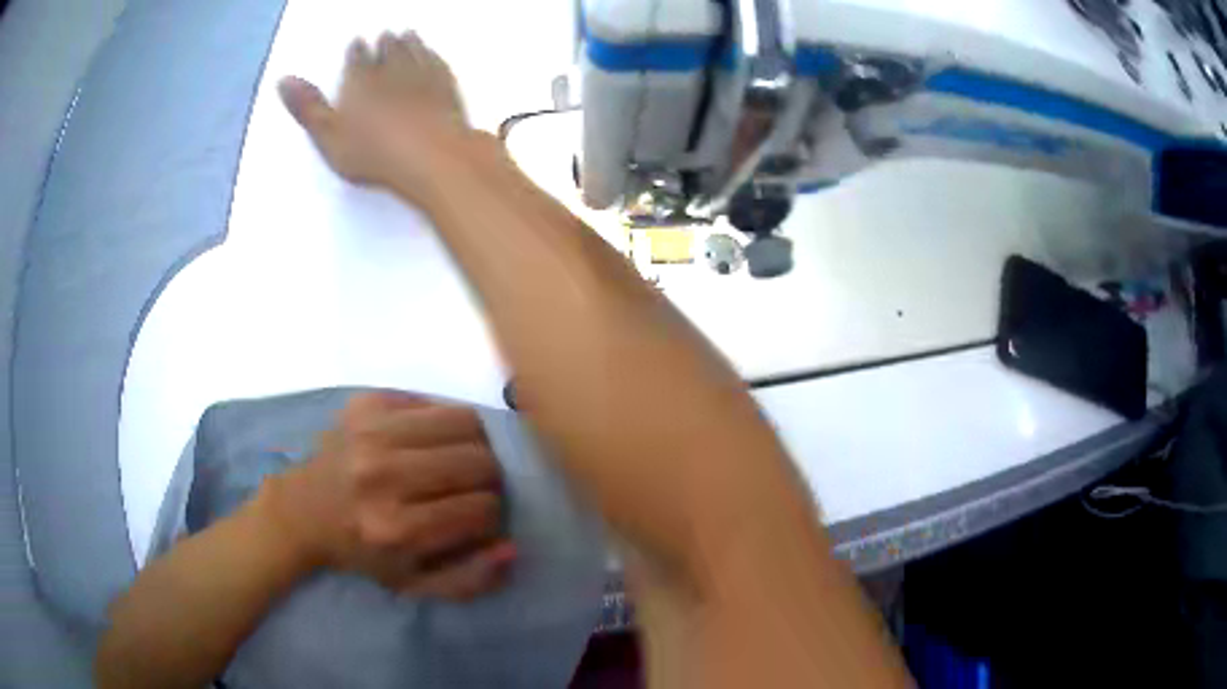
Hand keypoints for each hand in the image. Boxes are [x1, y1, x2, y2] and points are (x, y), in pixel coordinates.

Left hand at [260, 391, 515, 600]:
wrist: (303, 510)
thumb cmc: (363, 553)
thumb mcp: (415, 585)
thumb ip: (470, 578)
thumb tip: (511, 547)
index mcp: (396, 529)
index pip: (482, 508)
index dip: (492, 514)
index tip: (480, 518)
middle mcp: (382, 476)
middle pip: (479, 461)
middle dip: (490, 477)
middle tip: (476, 486)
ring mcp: (372, 432)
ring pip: (464, 421)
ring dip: (475, 443)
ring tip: (461, 459)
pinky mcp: (365, 404)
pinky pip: (432, 402)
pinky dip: (443, 422)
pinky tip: (430, 441)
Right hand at [278, 31, 471, 198]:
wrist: (431, 158)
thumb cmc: (373, 152)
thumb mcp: (328, 135)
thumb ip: (307, 107)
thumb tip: (282, 79)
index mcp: (363, 85)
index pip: (358, 62)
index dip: (357, 52)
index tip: (358, 41)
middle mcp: (394, 77)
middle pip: (390, 54)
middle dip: (387, 44)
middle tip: (388, 32)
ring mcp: (425, 84)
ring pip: (417, 57)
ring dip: (413, 45)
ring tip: (411, 34)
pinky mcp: (450, 97)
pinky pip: (441, 70)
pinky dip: (436, 59)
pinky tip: (436, 56)